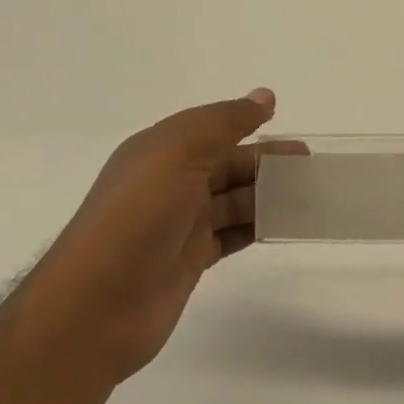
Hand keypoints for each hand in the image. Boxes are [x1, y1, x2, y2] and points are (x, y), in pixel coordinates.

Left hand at [52, 88, 297, 383]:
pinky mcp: (190, 259)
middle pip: (227, 163)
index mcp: (161, 149)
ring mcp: (180, 223)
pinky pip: (232, 233)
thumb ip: (225, 122)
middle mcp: (170, 182)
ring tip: (306, 194)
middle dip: (266, 161)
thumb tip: (265, 97)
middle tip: (308, 164)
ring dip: (267, 194)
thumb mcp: (180, 152)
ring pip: (233, 199)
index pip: (212, 128)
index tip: (285, 122)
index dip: (247, 123)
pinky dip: (258, 226)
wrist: (96, 307)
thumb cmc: (138, 216)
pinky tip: (284, 223)